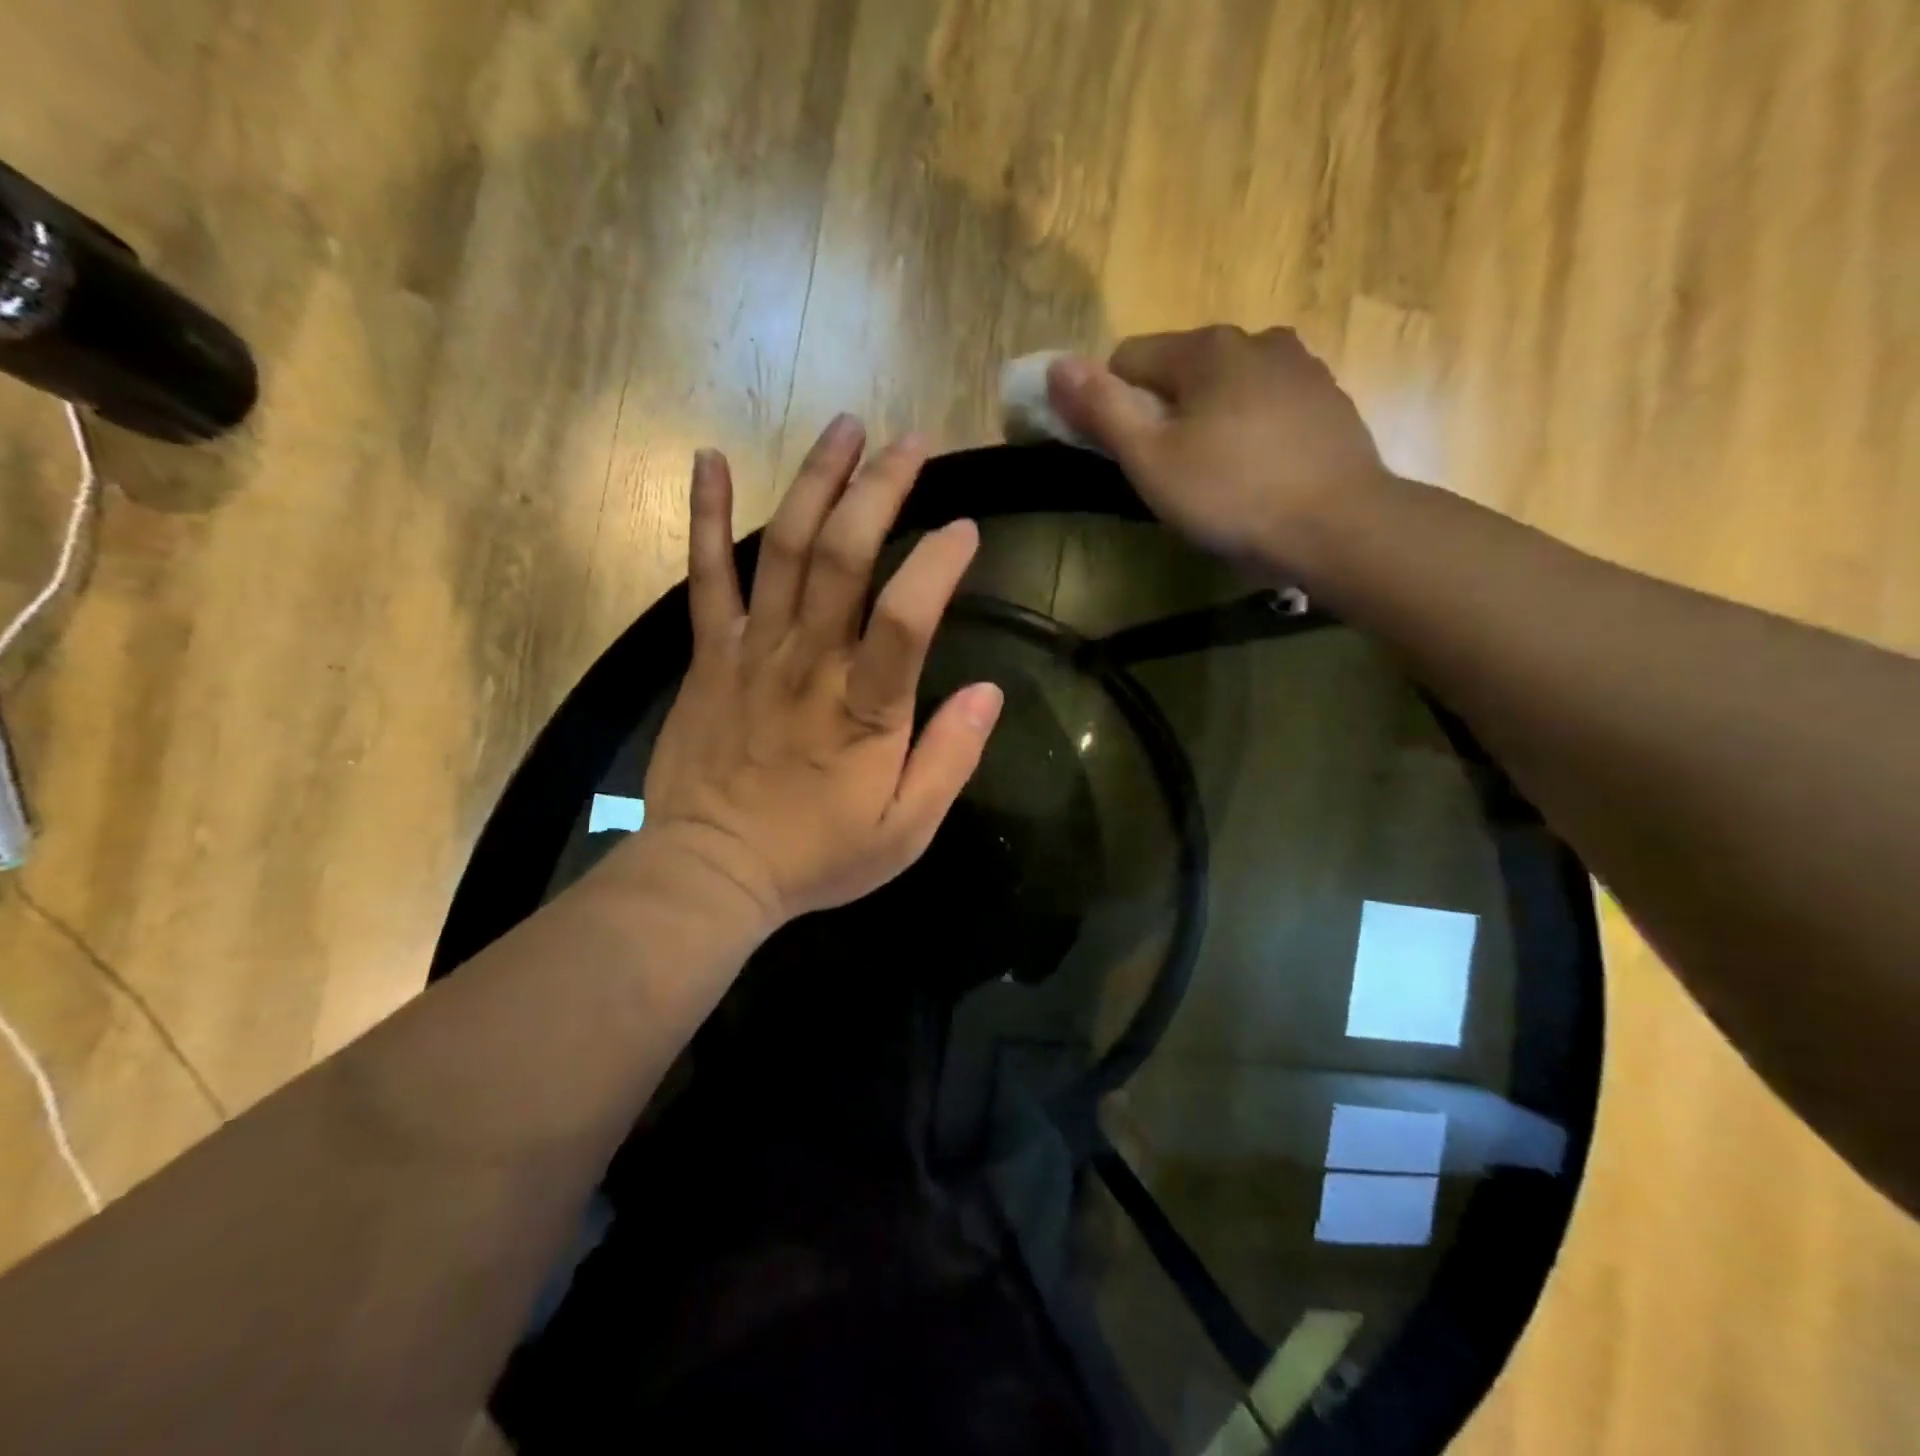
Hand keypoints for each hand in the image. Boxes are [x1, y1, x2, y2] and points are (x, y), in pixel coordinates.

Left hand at [634, 416, 1003, 932]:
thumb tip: (989, 691)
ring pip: (782, 548)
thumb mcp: (906, 829)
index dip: (940, 562)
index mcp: (866, 707)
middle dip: (881, 488)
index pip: (908, 615)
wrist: (712, 871)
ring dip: (815, 480)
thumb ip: (951, 758)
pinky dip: (705, 514)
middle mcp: (809, 662)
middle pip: (843, 555)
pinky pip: (705, 575)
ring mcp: (752, 650)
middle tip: (911, 442)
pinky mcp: (709, 653)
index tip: (967, 528)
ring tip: (845, 426)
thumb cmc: (817, 855)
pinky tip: (710, 458)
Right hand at [1046, 326, 1392, 570]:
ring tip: (1217, 478)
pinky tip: (1258, 475)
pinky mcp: (1329, 401)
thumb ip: (1102, 409)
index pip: (1128, 358)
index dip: (1112, 406)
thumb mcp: (1151, 459)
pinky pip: (1266, 406)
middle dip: (1163, 413)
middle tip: (1169, 475)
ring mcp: (1301, 367)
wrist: (1342, 527)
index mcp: (1207, 348)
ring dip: (1208, 421)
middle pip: (1180, 371)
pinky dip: (1250, 431)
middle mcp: (1256, 339)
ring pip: (1226, 388)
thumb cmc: (1233, 495)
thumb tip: (1057, 364)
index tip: (1125, 456)